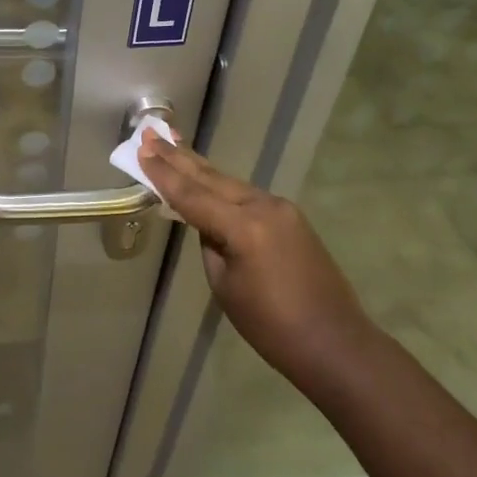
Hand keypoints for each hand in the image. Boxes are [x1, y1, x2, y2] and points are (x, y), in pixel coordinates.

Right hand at [139, 128, 373, 384]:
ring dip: (199, 168)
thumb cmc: (271, 326)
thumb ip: (211, 245)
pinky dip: (222, 187)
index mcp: (244, 227)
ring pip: (230, 183)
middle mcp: (264, 206)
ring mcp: (282, 209)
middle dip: (179, 157)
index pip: (192, 195)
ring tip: (172, 147)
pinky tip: (206, 180)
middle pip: (211, 178)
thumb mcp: (226, 286)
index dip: (163, 174)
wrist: (334, 343)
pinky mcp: (291, 218)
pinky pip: (247, 196)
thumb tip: (208, 224)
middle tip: (151, 134)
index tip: (141, 149)